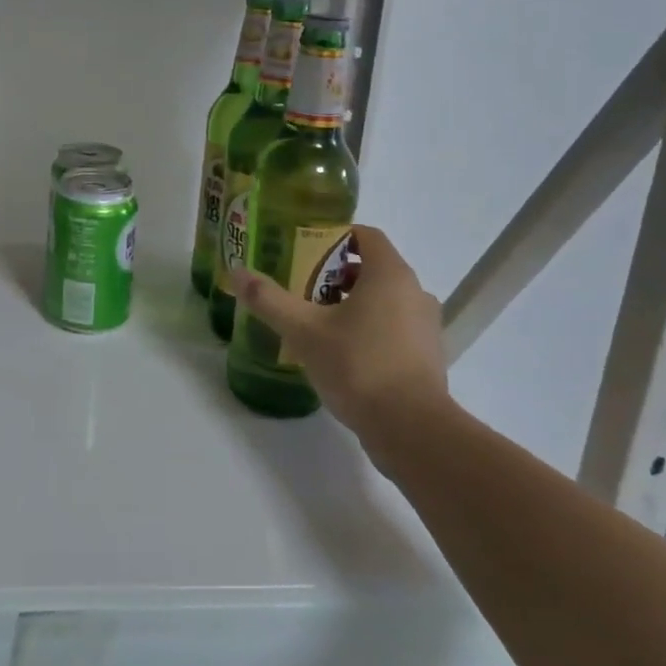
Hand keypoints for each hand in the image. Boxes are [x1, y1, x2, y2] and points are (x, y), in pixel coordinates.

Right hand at [231, 225, 447, 428]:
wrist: (411, 429)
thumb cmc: (358, 366)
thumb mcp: (304, 331)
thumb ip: (269, 299)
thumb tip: (237, 272)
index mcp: (390, 274)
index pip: (366, 235)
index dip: (335, 236)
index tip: (305, 249)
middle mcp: (415, 292)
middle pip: (373, 268)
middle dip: (337, 273)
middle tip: (302, 285)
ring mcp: (426, 326)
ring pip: (385, 299)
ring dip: (354, 302)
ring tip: (318, 319)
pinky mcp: (428, 356)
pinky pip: (395, 327)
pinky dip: (370, 328)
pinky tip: (342, 351)